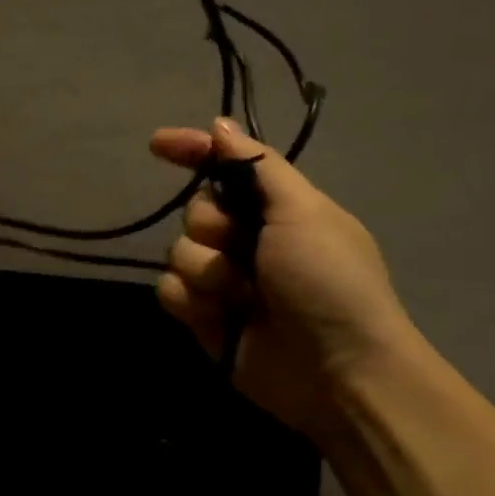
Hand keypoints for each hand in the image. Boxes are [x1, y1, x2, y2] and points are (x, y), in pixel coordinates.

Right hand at [149, 118, 416, 437]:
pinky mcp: (203, 317)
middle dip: (212, 228)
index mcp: (276, 209)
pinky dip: (190, 302)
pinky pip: (168, 291)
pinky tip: (219, 317)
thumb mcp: (304, 212)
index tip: (156, 145)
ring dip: (206, 272)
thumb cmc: (329, 281)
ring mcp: (223, 281)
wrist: (337, 370)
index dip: (192, 151)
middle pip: (195, 211)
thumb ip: (258, 166)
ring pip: (177, 253)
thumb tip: (219, 125)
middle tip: (245, 250)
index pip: (224, 168)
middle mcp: (247, 240)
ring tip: (242, 296)